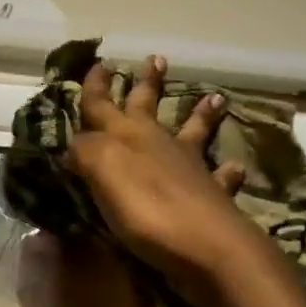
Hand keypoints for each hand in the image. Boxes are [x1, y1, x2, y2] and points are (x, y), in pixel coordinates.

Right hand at [65, 58, 255, 297]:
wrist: (207, 247)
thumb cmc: (147, 209)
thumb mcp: (102, 172)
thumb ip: (84, 151)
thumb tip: (72, 143)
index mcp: (126, 137)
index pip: (103, 105)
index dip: (97, 86)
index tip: (98, 62)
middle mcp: (157, 145)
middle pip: (148, 108)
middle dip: (148, 84)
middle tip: (156, 59)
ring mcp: (189, 169)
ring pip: (192, 133)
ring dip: (199, 115)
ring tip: (213, 98)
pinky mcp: (210, 197)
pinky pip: (219, 176)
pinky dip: (225, 170)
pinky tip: (233, 167)